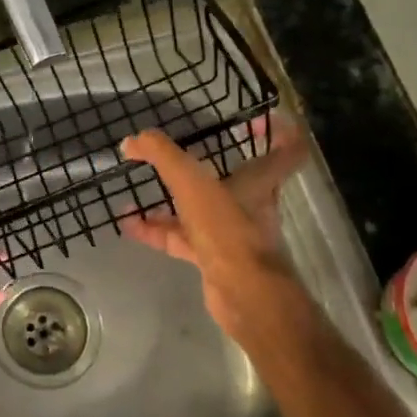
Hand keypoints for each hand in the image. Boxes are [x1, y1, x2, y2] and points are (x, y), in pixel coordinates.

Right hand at [120, 113, 312, 348]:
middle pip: (235, 178)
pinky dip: (156, 230)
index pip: (288, 149)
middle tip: (175, 155)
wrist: (242, 294)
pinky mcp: (212, 257)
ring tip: (137, 189)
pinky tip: (129, 224)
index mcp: (257, 180)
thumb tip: (134, 139)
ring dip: (169, 200)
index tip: (249, 122)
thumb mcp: (192, 183)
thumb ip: (164, 156)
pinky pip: (180, 237)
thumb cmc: (227, 230)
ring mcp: (230, 233)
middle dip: (204, 166)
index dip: (278, 131)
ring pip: (199, 209)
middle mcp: (249, 204)